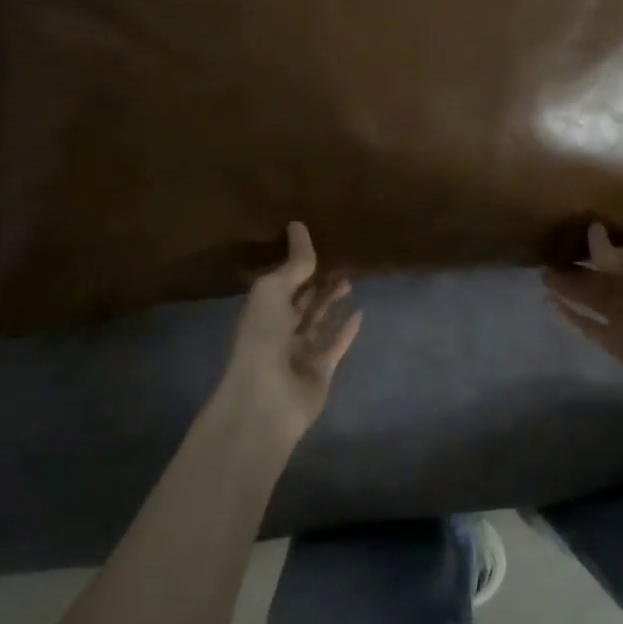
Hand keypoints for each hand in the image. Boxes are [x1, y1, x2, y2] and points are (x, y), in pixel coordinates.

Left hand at [218, 222, 361, 445]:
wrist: (266, 398)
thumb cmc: (262, 337)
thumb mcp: (273, 290)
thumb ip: (293, 264)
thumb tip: (298, 225)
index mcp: (262, 309)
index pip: (282, 281)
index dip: (297, 265)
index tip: (317, 244)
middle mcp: (279, 329)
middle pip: (302, 300)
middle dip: (318, 282)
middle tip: (340, 261)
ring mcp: (300, 352)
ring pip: (319, 320)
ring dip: (333, 301)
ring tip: (350, 280)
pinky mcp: (320, 370)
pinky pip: (336, 345)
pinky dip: (347, 329)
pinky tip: (360, 312)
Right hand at [543, 223, 622, 406]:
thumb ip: (611, 250)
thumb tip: (591, 231)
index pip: (613, 253)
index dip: (591, 245)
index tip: (566, 233)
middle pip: (597, 277)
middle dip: (574, 267)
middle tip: (545, 256)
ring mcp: (622, 318)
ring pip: (588, 299)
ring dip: (567, 288)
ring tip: (542, 275)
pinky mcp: (613, 342)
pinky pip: (586, 325)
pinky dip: (569, 315)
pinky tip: (549, 302)